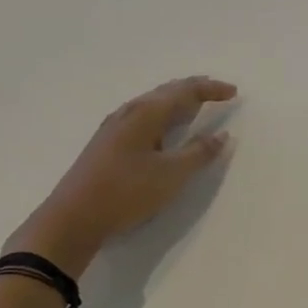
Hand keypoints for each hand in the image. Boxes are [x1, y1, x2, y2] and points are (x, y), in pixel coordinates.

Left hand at [5, 76, 236, 272]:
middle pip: (166, 93)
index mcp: (146, 113)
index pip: (184, 91)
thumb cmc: (126, 192)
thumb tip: (222, 135)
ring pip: (152, 105)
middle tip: (217, 92)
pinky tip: (164, 130)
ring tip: (195, 107)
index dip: (210, 89)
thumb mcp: (171, 175)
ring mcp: (114, 128)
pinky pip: (143, 118)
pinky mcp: (108, 144)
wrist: (73, 217)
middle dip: (194, 90)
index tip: (234, 92)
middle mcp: (129, 113)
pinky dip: (163, 117)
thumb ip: (199, 153)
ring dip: (177, 103)